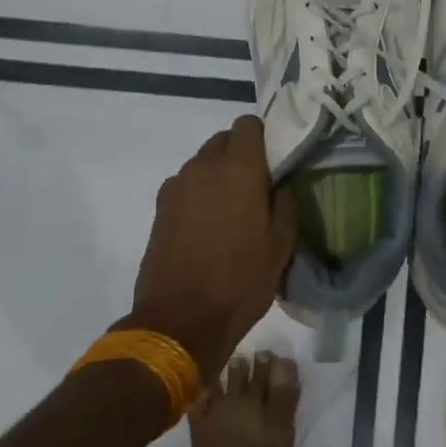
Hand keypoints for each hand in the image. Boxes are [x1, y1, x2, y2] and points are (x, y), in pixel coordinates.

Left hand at [124, 116, 297, 382]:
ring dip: (218, 174)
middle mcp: (204, 166)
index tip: (274, 161)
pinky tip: (207, 226)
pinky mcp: (159, 207)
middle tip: (256, 187)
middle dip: (240, 154)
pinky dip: (199, 193)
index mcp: (239, 168)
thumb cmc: (240, 281)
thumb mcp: (281, 245)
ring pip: (203, 162)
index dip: (263, 137)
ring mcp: (177, 186)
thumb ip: (286, 202)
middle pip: (224, 140)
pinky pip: (186, 185)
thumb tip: (281, 183)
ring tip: (231, 210)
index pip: (249, 124)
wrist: (179, 322)